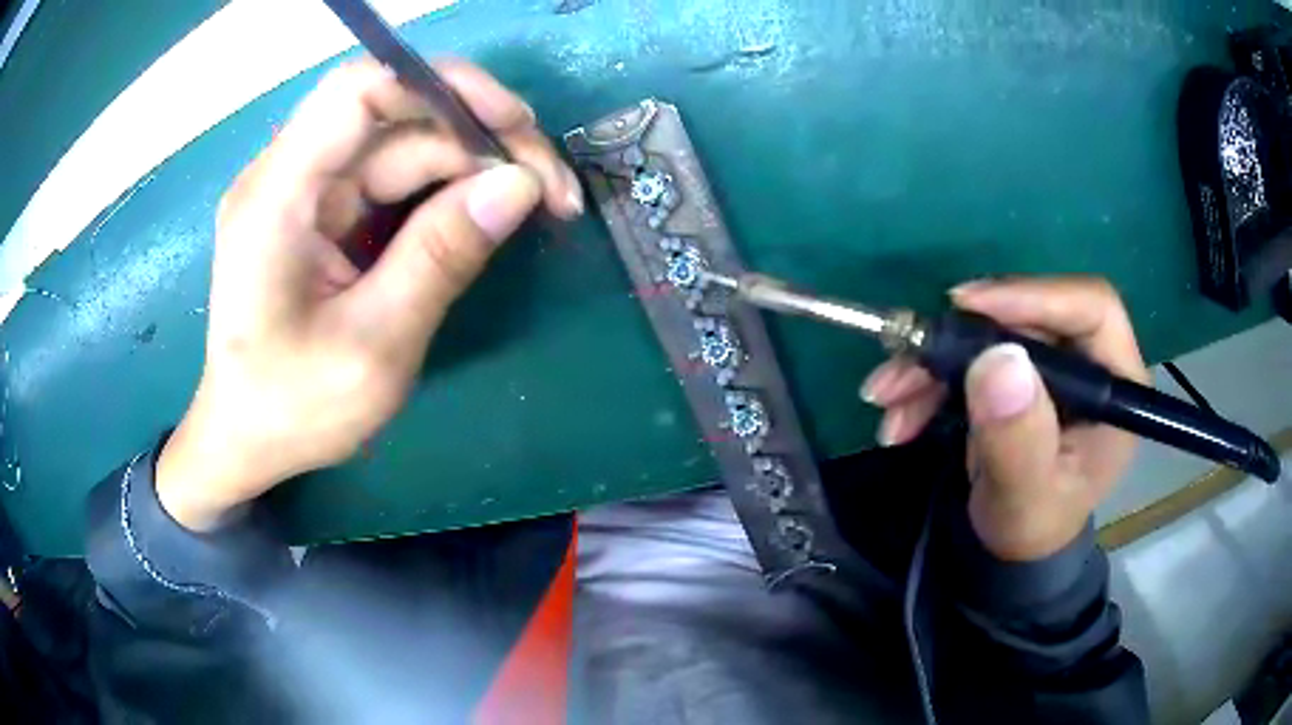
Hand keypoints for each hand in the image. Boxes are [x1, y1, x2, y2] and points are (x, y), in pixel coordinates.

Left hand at [156, 59, 582, 531]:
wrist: (246, 440)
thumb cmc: (292, 409)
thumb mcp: (374, 348)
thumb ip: (440, 259)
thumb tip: (519, 184)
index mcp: (277, 197)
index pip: (361, 90)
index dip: (445, 87)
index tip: (517, 127)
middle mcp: (288, 174)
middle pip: (397, 114)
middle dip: (480, 137)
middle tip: (551, 188)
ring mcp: (307, 190)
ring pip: (405, 143)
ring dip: (475, 165)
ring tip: (540, 204)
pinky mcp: (325, 210)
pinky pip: (395, 176)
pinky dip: (449, 189)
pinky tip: (490, 214)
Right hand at [861, 277, 1148, 560]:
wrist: (1013, 547)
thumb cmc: (1031, 527)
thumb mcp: (1026, 497)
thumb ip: (1018, 439)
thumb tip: (999, 359)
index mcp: (1115, 386)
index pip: (1091, 308)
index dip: (1035, 296)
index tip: (969, 306)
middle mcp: (1086, 362)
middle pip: (1029, 315)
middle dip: (961, 337)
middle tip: (906, 357)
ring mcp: (1051, 366)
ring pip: (991, 333)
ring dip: (933, 362)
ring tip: (886, 397)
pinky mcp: (1018, 373)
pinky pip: (970, 356)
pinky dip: (929, 379)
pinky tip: (898, 412)